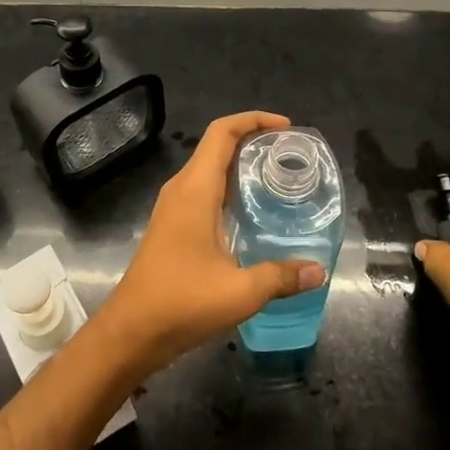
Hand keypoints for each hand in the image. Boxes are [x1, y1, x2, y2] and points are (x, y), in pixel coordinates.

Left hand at [91, 111, 326, 380]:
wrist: (132, 330)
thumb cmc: (182, 302)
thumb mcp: (240, 292)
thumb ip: (281, 277)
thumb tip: (317, 270)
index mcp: (195, 189)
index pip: (222, 133)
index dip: (253, 120)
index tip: (286, 127)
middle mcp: (181, 189)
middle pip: (216, 145)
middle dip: (252, 139)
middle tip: (289, 153)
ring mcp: (172, 207)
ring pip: (208, 168)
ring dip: (239, 164)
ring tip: (276, 176)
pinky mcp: (171, 225)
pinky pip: (202, 189)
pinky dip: (228, 187)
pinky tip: (250, 212)